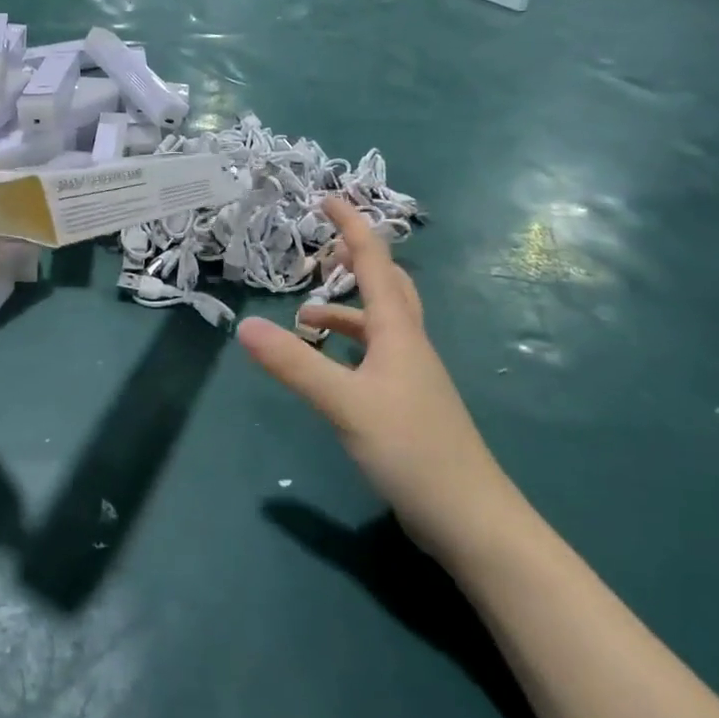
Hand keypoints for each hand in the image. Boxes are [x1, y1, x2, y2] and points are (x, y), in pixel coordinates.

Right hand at [236, 197, 520, 561]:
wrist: (472, 519)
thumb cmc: (412, 450)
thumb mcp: (344, 404)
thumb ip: (295, 365)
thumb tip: (246, 326)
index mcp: (398, 332)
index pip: (376, 262)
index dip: (352, 226)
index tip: (327, 198)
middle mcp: (409, 344)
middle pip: (388, 286)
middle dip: (358, 259)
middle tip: (324, 248)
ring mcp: (413, 376)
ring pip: (380, 324)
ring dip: (346, 311)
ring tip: (305, 318)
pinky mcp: (409, 404)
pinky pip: (376, 355)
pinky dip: (349, 347)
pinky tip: (329, 367)